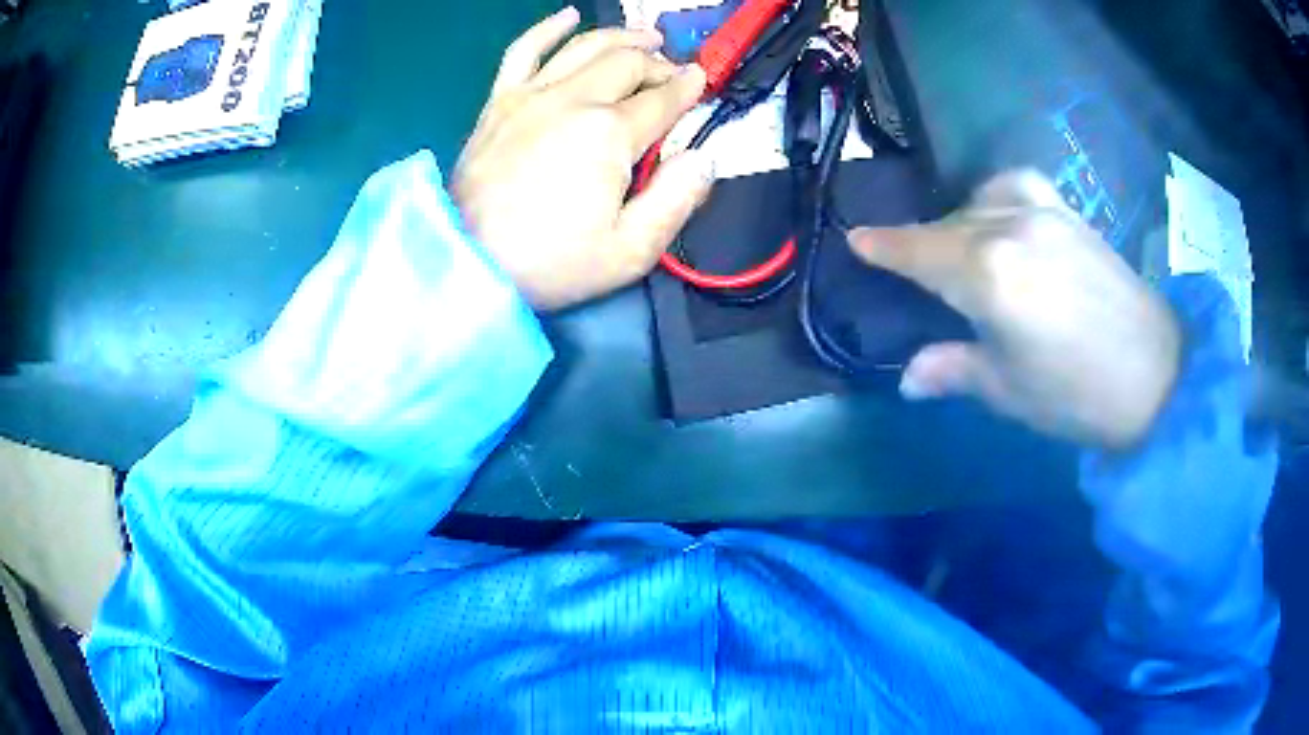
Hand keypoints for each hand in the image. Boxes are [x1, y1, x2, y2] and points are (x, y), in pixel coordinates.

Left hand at [452, 7, 714, 309]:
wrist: (468, 263)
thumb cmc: (551, 263)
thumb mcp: (630, 251)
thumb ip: (676, 200)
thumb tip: (705, 157)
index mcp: (610, 134)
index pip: (663, 99)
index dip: (689, 88)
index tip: (702, 81)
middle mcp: (573, 99)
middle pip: (628, 63)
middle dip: (660, 64)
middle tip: (673, 74)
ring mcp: (531, 95)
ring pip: (585, 46)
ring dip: (622, 37)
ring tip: (645, 39)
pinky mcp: (499, 101)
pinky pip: (524, 50)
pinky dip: (548, 28)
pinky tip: (568, 16)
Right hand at [848, 171, 1181, 449]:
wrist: (1157, 376)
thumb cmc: (1076, 395)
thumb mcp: (1008, 391)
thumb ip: (954, 370)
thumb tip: (909, 377)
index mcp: (987, 275)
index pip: (920, 251)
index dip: (885, 246)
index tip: (857, 239)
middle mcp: (1009, 227)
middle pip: (948, 225)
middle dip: (923, 245)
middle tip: (915, 273)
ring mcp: (1043, 212)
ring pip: (979, 202)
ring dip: (959, 222)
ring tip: (962, 250)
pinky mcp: (1069, 213)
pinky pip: (1017, 186)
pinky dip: (995, 196)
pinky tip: (1002, 218)